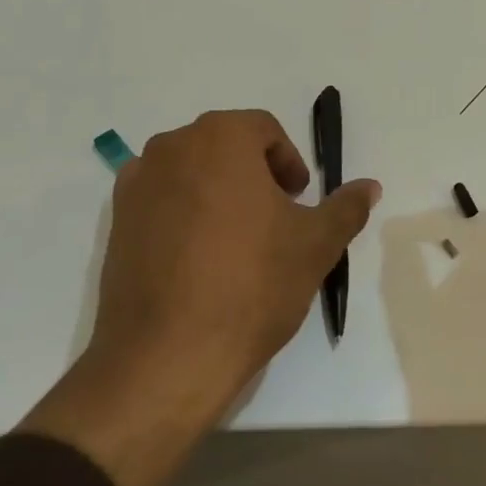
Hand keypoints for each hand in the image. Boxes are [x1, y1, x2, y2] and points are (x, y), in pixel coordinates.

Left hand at [22, 110, 379, 485]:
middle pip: (224, 145)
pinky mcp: (116, 222)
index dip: (288, 162)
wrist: (166, 356)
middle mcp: (171, 146)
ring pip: (191, 172)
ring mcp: (137, 184)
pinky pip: (161, 201)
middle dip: (254, 174)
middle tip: (274, 220)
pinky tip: (197, 261)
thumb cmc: (251, 285)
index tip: (298, 201)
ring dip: (218, 192)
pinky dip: (183, 215)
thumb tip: (370, 186)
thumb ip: (346, 207)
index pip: (264, 130)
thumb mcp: (315, 245)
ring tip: (237, 242)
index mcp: (220, 138)